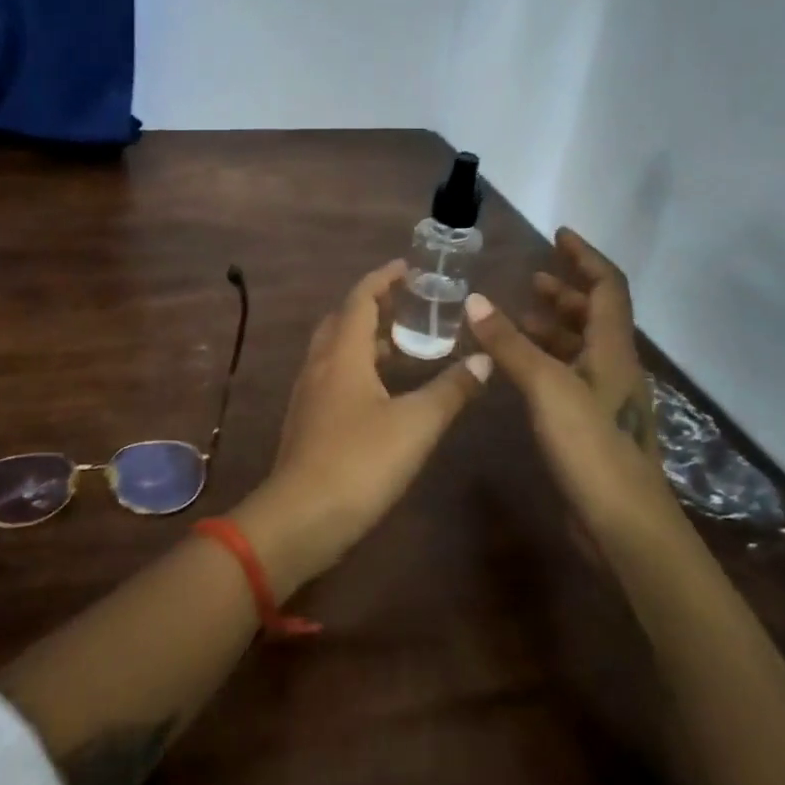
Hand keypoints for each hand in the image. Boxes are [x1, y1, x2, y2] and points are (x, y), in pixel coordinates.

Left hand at [234, 261, 490, 595]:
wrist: (301, 517)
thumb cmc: (360, 461)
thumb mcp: (416, 424)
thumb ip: (451, 390)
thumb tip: (483, 359)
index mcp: (342, 354)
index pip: (360, 299)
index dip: (383, 279)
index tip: (407, 267)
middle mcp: (320, 366)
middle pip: (342, 321)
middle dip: (373, 306)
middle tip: (408, 306)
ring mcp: (308, 395)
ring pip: (335, 351)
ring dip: (364, 339)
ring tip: (401, 344)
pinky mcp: (307, 421)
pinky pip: (332, 377)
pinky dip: (357, 368)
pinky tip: (380, 390)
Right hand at [464, 229, 678, 535]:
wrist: (624, 525)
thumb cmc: (592, 447)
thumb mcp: (547, 388)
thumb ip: (510, 344)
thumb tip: (475, 300)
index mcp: (614, 350)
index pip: (606, 287)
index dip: (585, 257)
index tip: (558, 235)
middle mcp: (615, 368)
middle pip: (595, 316)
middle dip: (566, 292)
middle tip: (532, 279)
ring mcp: (605, 399)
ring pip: (581, 348)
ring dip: (553, 327)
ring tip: (517, 317)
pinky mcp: (591, 426)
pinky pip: (568, 376)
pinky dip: (544, 360)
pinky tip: (518, 369)